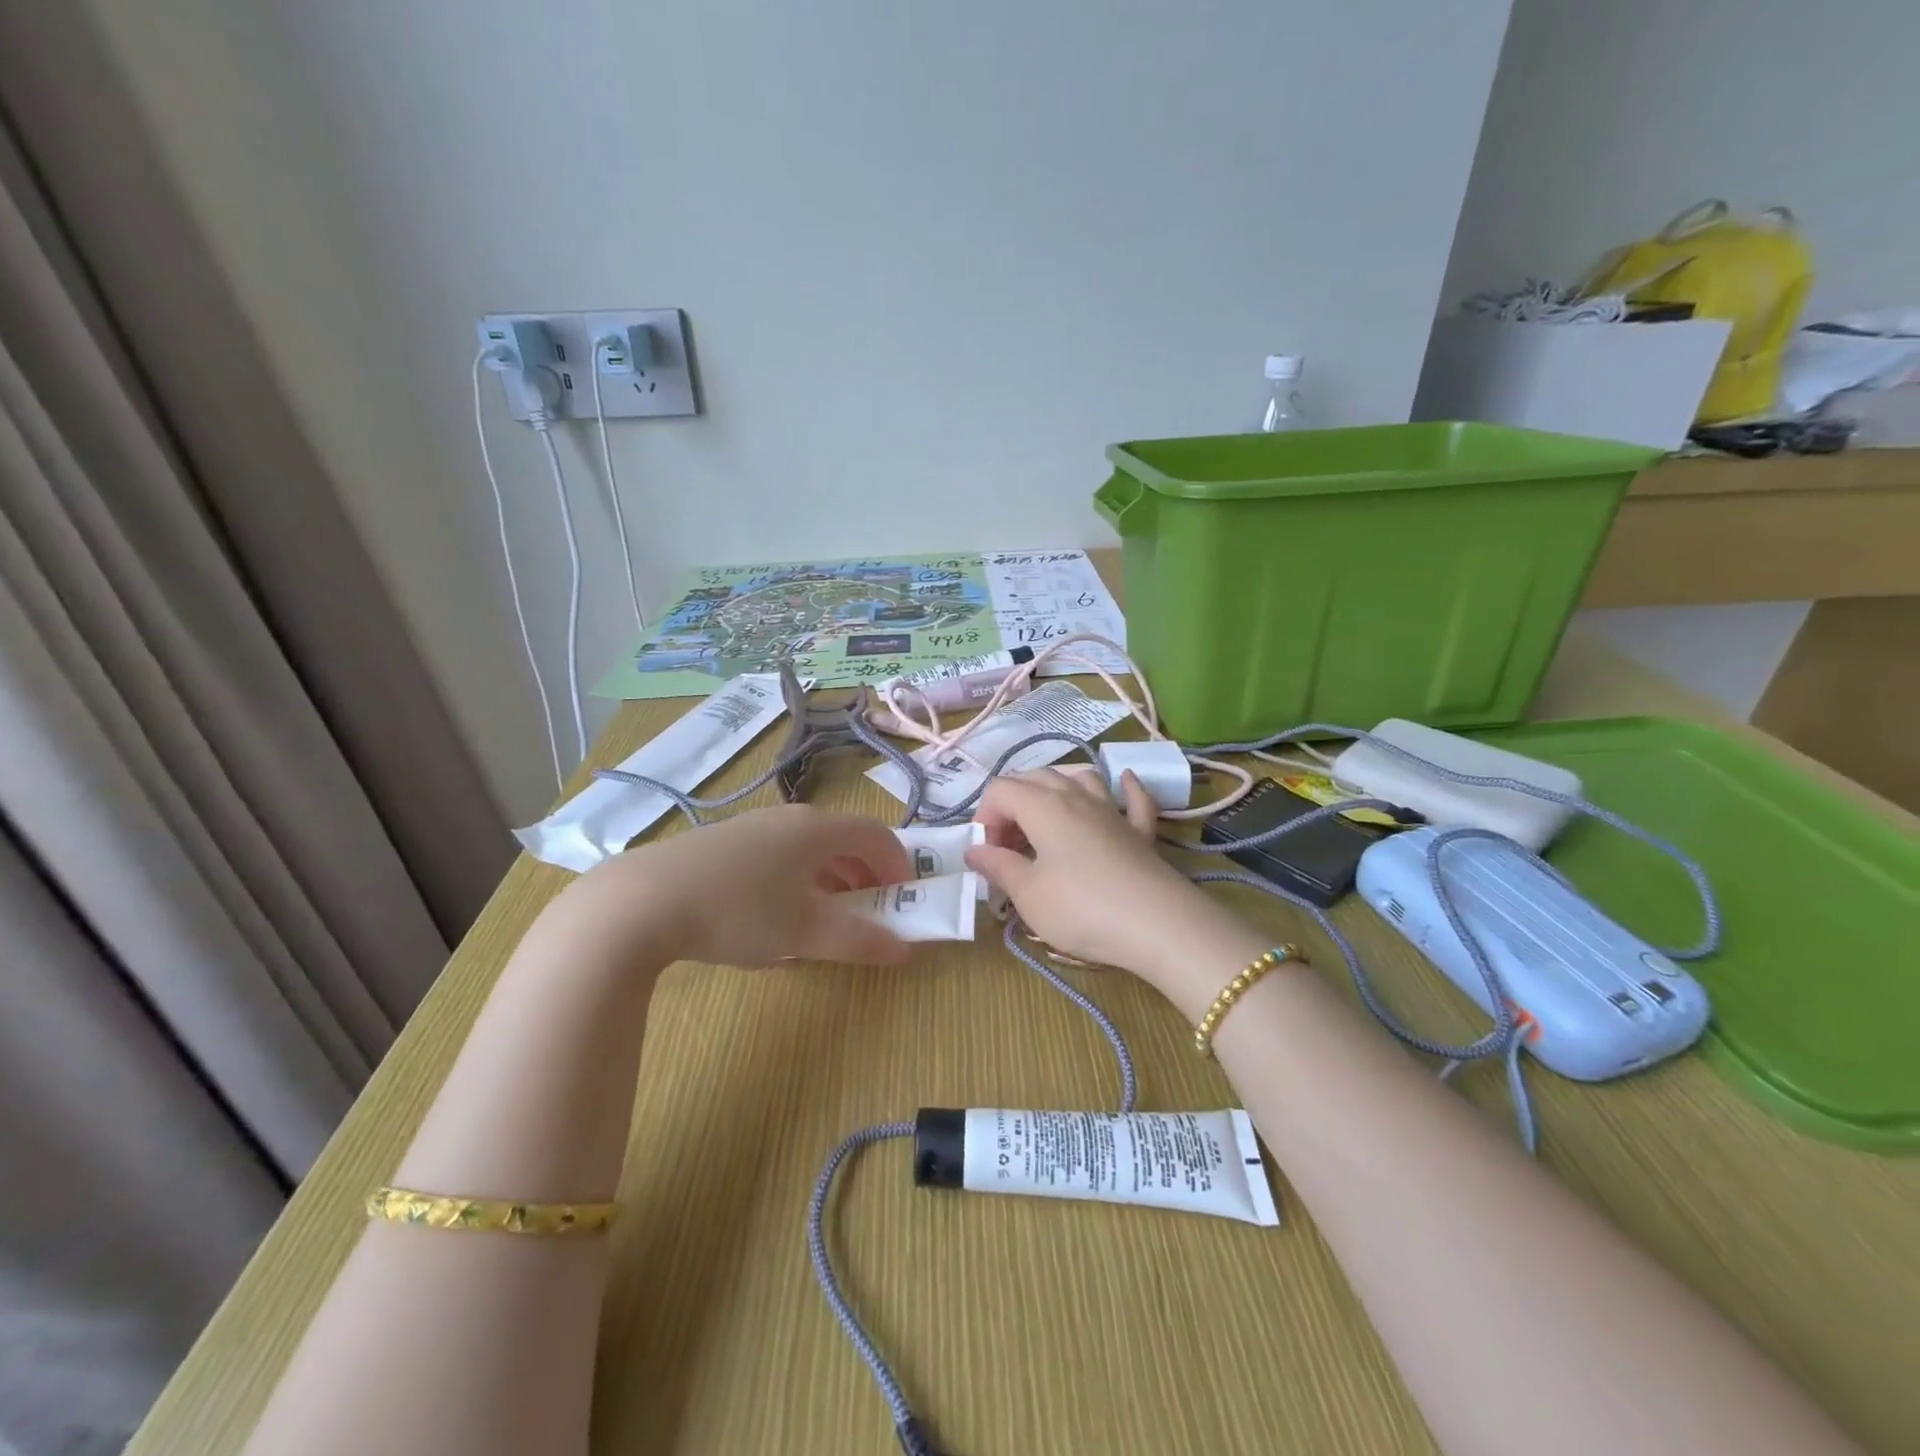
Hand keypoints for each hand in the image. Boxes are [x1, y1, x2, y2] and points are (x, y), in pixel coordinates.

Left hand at [559, 804, 914, 967]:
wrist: (639, 903)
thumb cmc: (737, 912)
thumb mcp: (803, 933)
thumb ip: (858, 940)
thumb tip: (903, 950)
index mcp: (817, 829)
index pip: (876, 835)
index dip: (898, 865)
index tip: (907, 899)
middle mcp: (789, 818)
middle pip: (844, 838)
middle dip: (866, 875)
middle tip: (872, 912)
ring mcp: (752, 826)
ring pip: (809, 847)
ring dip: (832, 877)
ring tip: (828, 916)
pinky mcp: (721, 842)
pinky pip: (778, 853)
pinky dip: (797, 877)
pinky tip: (777, 912)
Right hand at [965, 768, 1225, 979]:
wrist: (1158, 926)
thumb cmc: (1081, 909)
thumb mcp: (1028, 895)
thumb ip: (998, 867)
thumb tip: (974, 849)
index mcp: (1043, 806)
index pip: (1000, 790)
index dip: (984, 817)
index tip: (988, 855)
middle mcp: (1076, 796)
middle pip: (1036, 778)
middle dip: (1013, 804)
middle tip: (1009, 846)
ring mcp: (1112, 810)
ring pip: (1080, 778)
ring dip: (1057, 788)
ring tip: (1046, 817)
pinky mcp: (1141, 831)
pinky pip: (1132, 798)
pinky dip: (1124, 788)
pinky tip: (1124, 783)